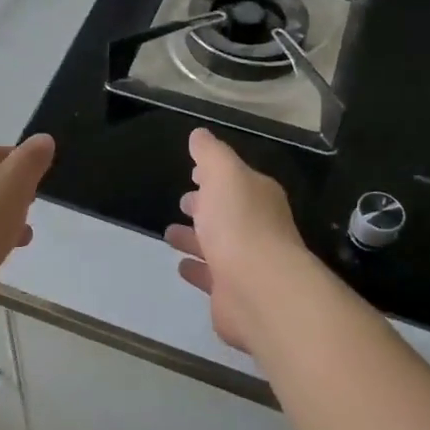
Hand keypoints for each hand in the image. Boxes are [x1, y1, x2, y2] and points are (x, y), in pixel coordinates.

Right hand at [165, 128, 310, 352]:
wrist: (259, 289)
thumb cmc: (240, 223)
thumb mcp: (223, 174)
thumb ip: (210, 153)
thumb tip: (199, 134)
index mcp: (259, 197)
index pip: (236, 180)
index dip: (214, 175)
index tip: (193, 173)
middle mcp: (258, 228)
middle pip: (228, 213)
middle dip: (205, 206)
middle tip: (183, 202)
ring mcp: (247, 263)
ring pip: (217, 245)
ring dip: (195, 238)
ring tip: (170, 233)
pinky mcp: (233, 294)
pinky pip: (211, 277)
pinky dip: (197, 269)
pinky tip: (181, 265)